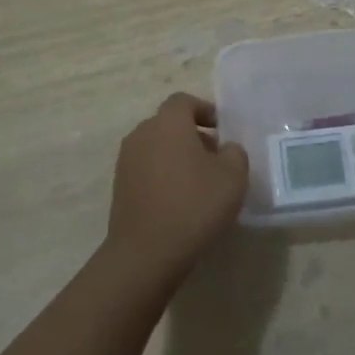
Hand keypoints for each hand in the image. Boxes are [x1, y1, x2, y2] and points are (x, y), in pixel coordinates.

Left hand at [107, 93, 249, 285]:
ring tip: (200, 182)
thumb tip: (225, 149)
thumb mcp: (233, 176)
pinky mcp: (120, 187)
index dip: (205, 110)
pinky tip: (181, 201)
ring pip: (157, 147)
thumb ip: (234, 152)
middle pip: (169, 124)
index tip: (222, 130)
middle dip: (193, 135)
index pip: (184, 101)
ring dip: (178, 156)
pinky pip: (147, 169)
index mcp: (168, 123)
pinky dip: (164, 175)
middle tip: (216, 158)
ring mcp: (126, 161)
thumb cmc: (194, 205)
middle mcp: (142, 134)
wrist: (146, 254)